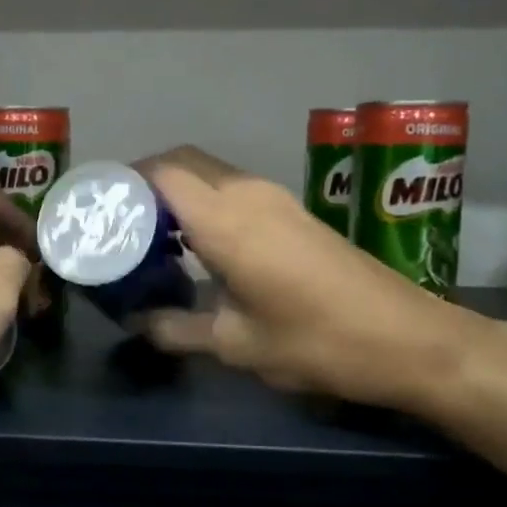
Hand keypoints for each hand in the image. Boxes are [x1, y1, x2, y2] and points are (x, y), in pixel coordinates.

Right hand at [135, 146, 485, 409]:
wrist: (407, 338)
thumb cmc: (316, 342)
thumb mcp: (237, 344)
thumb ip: (178, 329)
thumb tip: (138, 323)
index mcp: (226, 220)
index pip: (161, 173)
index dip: (125, 182)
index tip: (98, 209)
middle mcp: (249, 195)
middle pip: (184, 162)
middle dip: (145, 182)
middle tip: (119, 223)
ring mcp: (277, 200)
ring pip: (211, 174)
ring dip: (178, 193)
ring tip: (150, 235)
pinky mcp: (295, 213)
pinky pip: (235, 191)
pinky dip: (205, 204)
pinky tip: (198, 247)